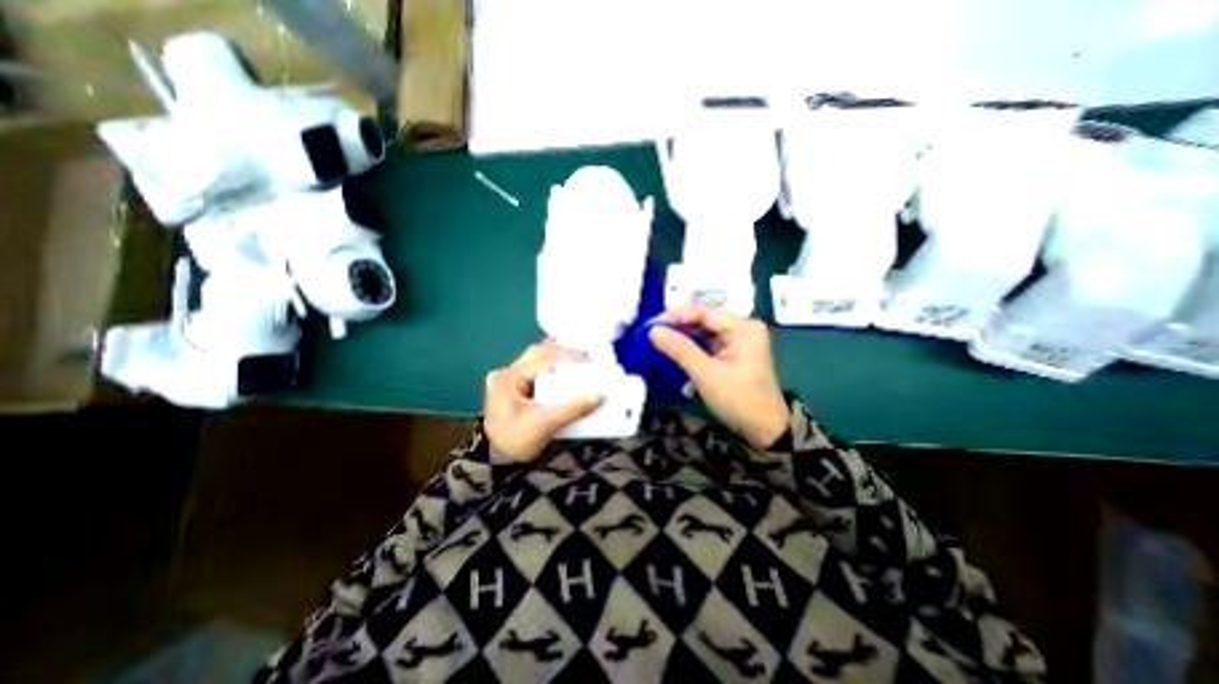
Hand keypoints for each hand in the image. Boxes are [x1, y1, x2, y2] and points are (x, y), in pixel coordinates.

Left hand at [483, 341, 601, 464]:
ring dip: (557, 358)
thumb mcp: (545, 425)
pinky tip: (565, 370)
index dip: (566, 356)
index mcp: (508, 378)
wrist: (496, 463)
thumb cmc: (516, 443)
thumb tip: (601, 394)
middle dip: (562, 352)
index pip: (541, 358)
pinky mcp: (513, 387)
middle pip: (538, 354)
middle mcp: (506, 373)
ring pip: (536, 359)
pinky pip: (536, 370)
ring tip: (579, 360)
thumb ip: (573, 408)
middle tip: (586, 356)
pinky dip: (552, 368)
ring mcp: (508, 379)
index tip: (589, 358)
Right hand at [648, 305, 789, 448]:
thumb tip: (653, 330)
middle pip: (704, 320)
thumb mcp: (706, 374)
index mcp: (743, 327)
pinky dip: (692, 347)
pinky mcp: (734, 353)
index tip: (651, 324)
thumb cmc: (738, 400)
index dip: (676, 316)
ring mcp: (740, 340)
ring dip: (683, 337)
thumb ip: (680, 349)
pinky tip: (676, 352)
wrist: (764, 429)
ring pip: (704, 332)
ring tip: (659, 342)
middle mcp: (743, 328)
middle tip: (652, 334)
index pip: (704, 312)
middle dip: (678, 327)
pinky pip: (709, 343)